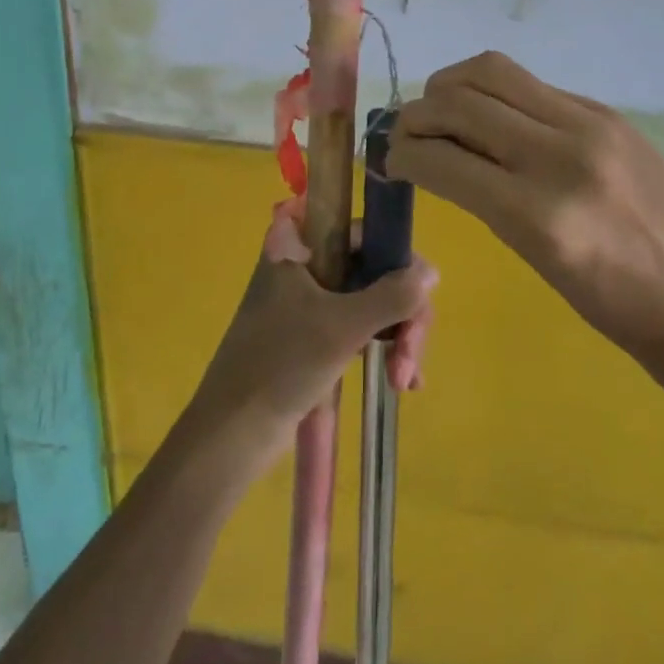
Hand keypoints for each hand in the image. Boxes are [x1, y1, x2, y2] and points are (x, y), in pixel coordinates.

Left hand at [187, 213, 436, 468]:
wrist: (232, 433)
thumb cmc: (281, 365)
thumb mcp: (343, 327)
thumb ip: (392, 296)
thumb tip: (432, 271)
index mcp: (301, 244)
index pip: (363, 230)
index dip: (396, 256)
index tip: (416, 292)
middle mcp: (308, 262)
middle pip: (375, 267)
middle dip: (402, 311)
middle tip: (410, 355)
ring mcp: (313, 298)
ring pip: (373, 298)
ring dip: (398, 335)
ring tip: (403, 379)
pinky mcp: (316, 332)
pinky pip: (363, 325)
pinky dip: (385, 347)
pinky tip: (403, 382)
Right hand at [388, 51, 663, 365]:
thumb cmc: (613, 306)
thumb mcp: (534, 259)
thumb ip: (484, 198)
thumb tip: (435, 155)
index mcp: (538, 215)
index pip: (442, 158)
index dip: (401, 153)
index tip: (387, 158)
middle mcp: (560, 156)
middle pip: (460, 101)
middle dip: (416, 113)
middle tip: (404, 131)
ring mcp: (588, 124)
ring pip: (492, 72)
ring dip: (451, 85)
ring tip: (441, 109)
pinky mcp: (606, 111)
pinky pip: (531, 84)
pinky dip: (495, 92)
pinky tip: (492, 115)